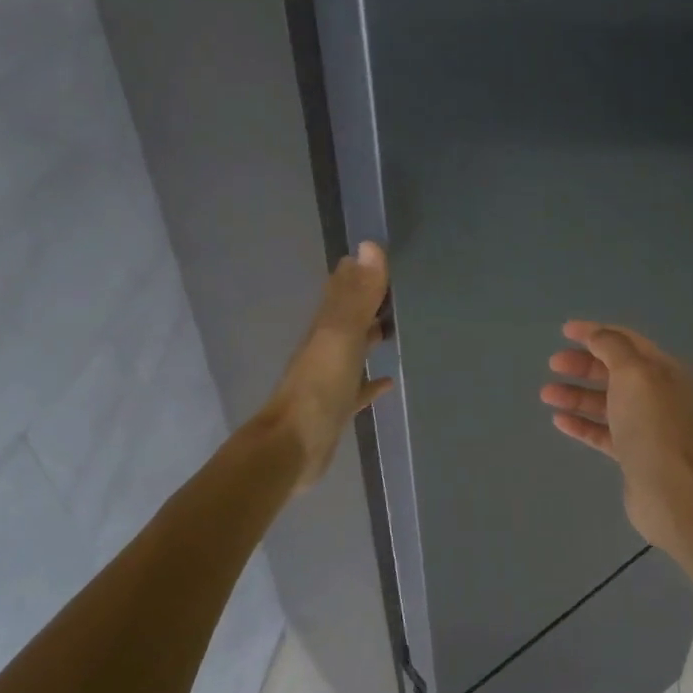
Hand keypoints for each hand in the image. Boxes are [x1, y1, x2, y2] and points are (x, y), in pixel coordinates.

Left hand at [264, 242, 393, 487]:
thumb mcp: (341, 335)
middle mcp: (326, 348)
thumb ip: (358, 295)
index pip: (342, 290)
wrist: (293, 446)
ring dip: (371, 336)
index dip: (359, 272)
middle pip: (349, 317)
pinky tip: (389, 381)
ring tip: (398, 325)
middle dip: (369, 301)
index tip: (382, 255)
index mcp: (326, 328)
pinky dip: (372, 382)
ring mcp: (331, 379)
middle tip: (399, 288)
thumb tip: (369, 245)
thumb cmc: (319, 388)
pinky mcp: (339, 408)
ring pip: (354, 350)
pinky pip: (359, 388)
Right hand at [542, 321, 692, 546]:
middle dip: (583, 365)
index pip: (627, 341)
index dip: (596, 333)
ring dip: (576, 395)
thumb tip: (596, 335)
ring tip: (546, 394)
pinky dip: (582, 423)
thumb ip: (612, 348)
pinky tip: (559, 420)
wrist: (668, 488)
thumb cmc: (651, 423)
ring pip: (606, 402)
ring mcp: (646, 426)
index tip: (564, 331)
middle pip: (615, 371)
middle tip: (553, 364)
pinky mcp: (633, 454)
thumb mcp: (633, 373)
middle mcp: (658, 395)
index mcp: (664, 370)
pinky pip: (603, 432)